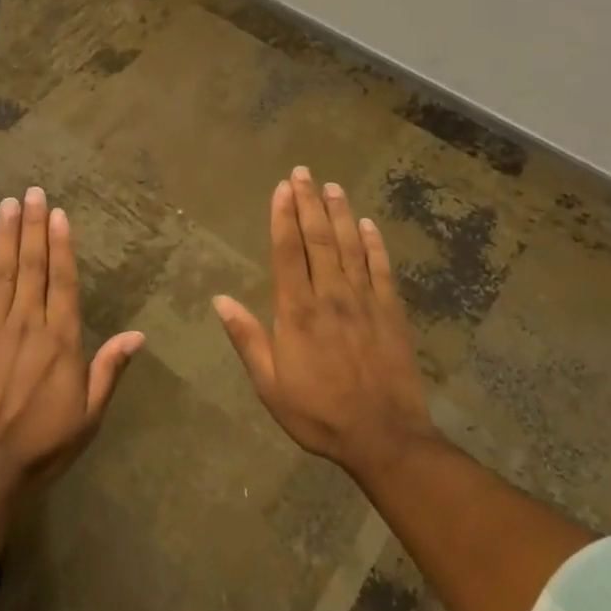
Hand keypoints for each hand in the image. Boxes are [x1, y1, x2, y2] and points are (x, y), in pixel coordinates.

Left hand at [0, 186, 144, 496]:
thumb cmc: (41, 446)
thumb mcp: (88, 416)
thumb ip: (109, 370)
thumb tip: (138, 334)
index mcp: (61, 340)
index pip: (62, 280)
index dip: (61, 244)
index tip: (58, 213)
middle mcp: (28, 324)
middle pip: (32, 266)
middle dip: (33, 226)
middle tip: (31, 192)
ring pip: (3, 272)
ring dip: (7, 234)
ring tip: (9, 203)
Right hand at [214, 167, 438, 481]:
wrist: (385, 438)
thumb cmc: (319, 413)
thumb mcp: (270, 385)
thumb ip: (247, 338)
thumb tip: (219, 299)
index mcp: (298, 311)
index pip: (288, 252)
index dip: (283, 217)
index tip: (282, 188)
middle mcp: (331, 296)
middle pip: (318, 239)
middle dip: (309, 202)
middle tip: (303, 172)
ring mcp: (365, 301)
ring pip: (350, 246)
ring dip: (339, 213)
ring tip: (331, 186)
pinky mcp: (391, 312)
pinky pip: (382, 268)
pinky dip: (374, 243)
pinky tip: (367, 224)